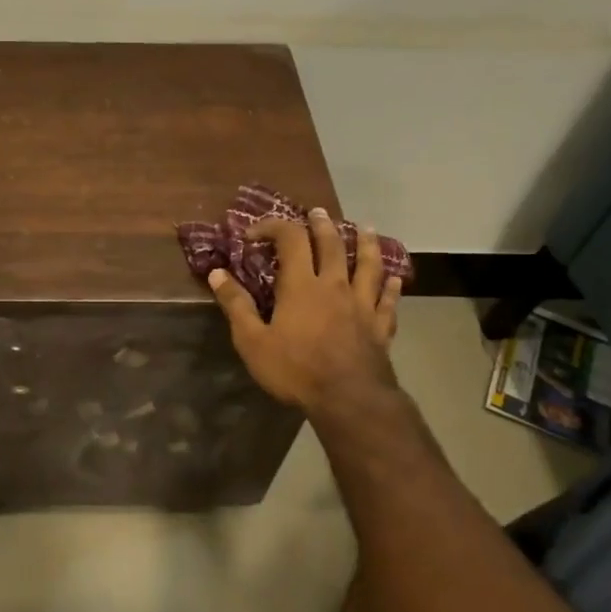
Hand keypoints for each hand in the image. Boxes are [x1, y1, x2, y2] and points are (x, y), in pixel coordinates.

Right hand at [209, 210, 402, 413]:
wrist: (348, 399)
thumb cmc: (295, 369)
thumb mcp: (252, 340)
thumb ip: (236, 305)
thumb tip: (216, 273)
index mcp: (301, 285)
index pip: (290, 239)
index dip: (273, 227)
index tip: (254, 233)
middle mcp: (334, 285)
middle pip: (332, 244)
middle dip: (322, 225)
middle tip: (317, 213)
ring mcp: (362, 304)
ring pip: (368, 264)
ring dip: (365, 243)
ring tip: (364, 228)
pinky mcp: (380, 325)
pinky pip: (388, 299)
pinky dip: (391, 286)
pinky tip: (394, 279)